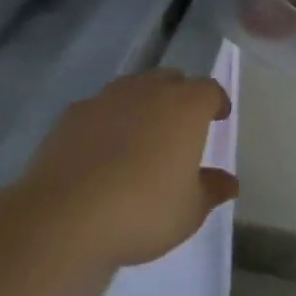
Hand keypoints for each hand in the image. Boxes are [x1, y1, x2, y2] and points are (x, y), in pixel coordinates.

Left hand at [19, 70, 236, 269]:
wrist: (66, 215)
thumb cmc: (142, 211)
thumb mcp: (189, 211)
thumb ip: (211, 190)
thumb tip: (229, 181)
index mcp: (185, 106)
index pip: (210, 90)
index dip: (216, 102)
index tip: (218, 117)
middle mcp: (149, 90)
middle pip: (171, 80)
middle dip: (179, 97)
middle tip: (180, 127)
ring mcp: (108, 97)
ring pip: (134, 89)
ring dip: (142, 105)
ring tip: (140, 136)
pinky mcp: (74, 112)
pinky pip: (100, 108)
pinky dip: (107, 121)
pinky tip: (101, 150)